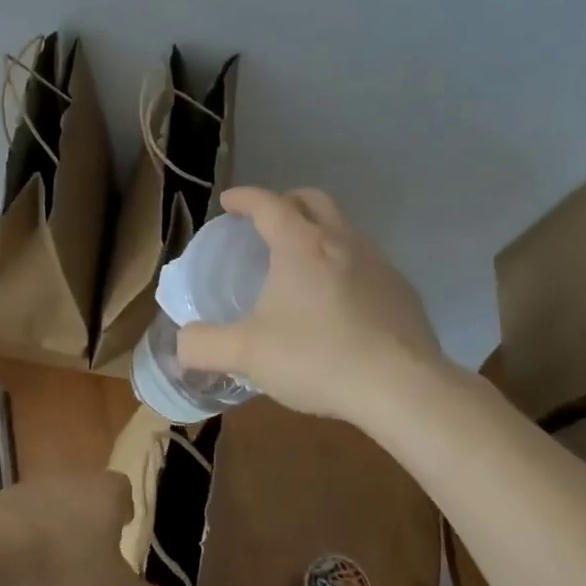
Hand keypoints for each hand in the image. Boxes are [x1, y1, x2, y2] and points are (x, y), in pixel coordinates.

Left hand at [0, 472, 179, 585]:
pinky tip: (25, 564)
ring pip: (59, 504)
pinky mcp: (6, 499)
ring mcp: (38, 485)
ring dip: (61, 528)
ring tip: (58, 565)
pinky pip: (28, 516)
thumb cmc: (66, 564)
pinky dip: (31, 535)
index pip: (124, 490)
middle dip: (93, 521)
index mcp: (108, 492)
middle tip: (94, 555)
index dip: (125, 510)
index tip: (123, 533)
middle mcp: (76, 478)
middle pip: (91, 495)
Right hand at [176, 187, 448, 425]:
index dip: (244, 198)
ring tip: (302, 266)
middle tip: (266, 224)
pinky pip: (368, 263)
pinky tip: (340, 304)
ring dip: (320, 233)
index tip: (228, 202)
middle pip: (313, 199)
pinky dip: (346, 266)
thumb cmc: (316, 358)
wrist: (401, 387)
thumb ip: (205, 346)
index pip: (268, 203)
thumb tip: (182, 344)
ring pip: (345, 229)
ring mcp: (379, 263)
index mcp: (300, 245)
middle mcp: (342, 241)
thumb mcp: (246, 354)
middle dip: (286, 202)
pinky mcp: (403, 291)